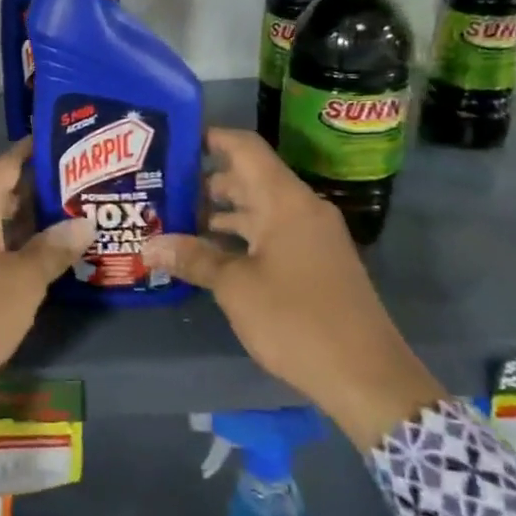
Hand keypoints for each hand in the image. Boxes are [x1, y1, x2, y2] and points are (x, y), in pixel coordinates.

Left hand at [0, 138, 95, 398]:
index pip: (4, 165)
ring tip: (53, 221)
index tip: (53, 140)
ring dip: (14, 219)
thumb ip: (53, 249)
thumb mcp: (22, 284)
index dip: (29, 152)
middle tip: (67, 188)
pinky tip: (19, 257)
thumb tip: (84, 221)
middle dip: (29, 190)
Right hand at [141, 128, 445, 450]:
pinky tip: (206, 255)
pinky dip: (238, 237)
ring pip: (257, 209)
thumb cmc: (297, 320)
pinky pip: (269, 234)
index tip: (172, 141)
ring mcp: (311, 237)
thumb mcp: (236, 287)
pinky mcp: (314, 263)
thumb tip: (148, 245)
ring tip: (172, 221)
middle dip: (203, 182)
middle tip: (159, 188)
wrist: (367, 377)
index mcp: (285, 200)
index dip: (209, 138)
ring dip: (218, 213)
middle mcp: (301, 209)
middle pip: (248, 177)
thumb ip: (193, 258)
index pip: (244, 147)